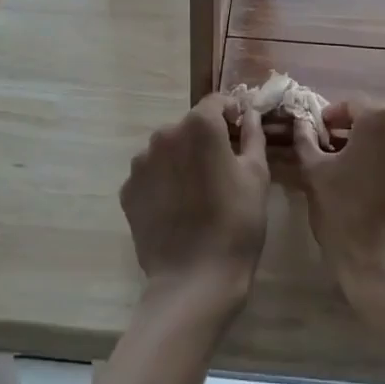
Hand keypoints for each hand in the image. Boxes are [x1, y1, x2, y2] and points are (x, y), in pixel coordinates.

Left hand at [120, 95, 268, 315]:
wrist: (194, 280)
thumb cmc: (236, 224)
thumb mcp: (256, 176)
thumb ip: (251, 135)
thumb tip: (249, 113)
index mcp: (199, 125)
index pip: (216, 102)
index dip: (231, 113)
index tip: (240, 133)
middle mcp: (165, 134)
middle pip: (189, 125)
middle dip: (205, 139)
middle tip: (222, 169)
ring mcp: (141, 162)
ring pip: (167, 149)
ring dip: (181, 159)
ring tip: (197, 192)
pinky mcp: (128, 189)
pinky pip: (151, 175)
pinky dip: (163, 183)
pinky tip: (177, 208)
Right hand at [293, 98, 384, 305]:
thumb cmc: (346, 218)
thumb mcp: (313, 175)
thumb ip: (306, 140)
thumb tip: (303, 122)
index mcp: (381, 121)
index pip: (352, 105)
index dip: (333, 118)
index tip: (321, 135)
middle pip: (382, 126)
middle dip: (361, 137)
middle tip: (340, 159)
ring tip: (369, 186)